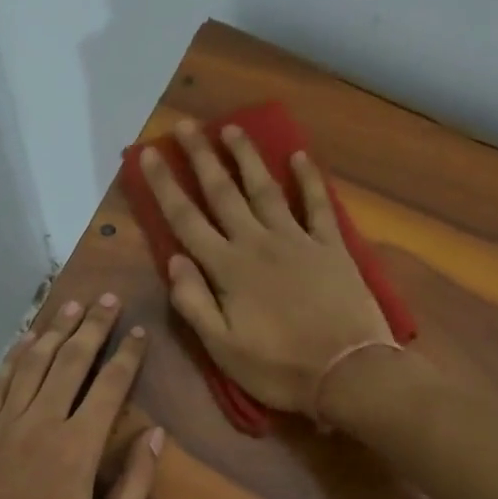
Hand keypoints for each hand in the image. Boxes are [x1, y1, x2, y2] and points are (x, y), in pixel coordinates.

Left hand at [0, 294, 164, 498]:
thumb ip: (135, 483)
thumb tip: (157, 436)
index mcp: (78, 448)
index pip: (109, 386)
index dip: (127, 355)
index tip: (138, 331)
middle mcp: (40, 425)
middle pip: (70, 362)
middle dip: (92, 327)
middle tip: (106, 299)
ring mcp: (2, 427)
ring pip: (32, 366)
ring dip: (54, 332)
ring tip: (71, 306)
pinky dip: (12, 360)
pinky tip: (24, 341)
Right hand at [138, 121, 392, 414]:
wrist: (349, 373)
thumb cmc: (280, 368)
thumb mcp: (223, 349)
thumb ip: (194, 303)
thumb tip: (173, 260)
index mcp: (228, 270)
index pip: (187, 220)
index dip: (164, 185)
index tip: (147, 154)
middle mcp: (258, 244)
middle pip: (223, 193)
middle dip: (201, 157)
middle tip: (186, 125)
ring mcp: (298, 241)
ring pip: (265, 189)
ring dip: (247, 157)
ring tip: (231, 127)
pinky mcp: (331, 247)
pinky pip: (317, 205)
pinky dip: (308, 180)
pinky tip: (300, 157)